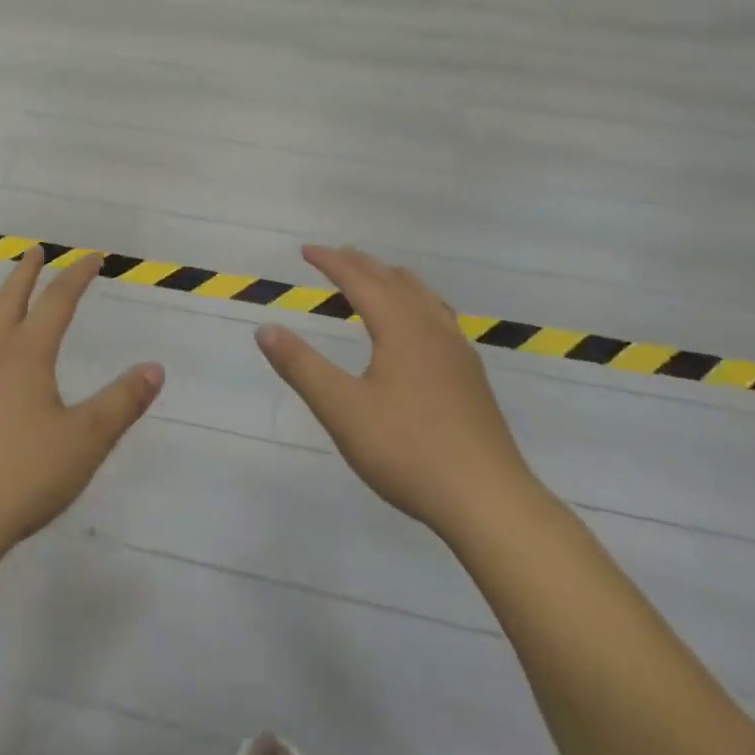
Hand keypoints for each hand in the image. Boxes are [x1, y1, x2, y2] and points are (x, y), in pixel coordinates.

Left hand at [0, 250, 163, 560]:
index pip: (58, 303)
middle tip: (34, 252)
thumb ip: (123, 401)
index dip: (76, 277)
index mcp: (29, 356)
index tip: (92, 258)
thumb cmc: (25, 475)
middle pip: (9, 304)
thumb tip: (155, 368)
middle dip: (25, 275)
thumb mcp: (87, 439)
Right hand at [256, 245, 537, 542]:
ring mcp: (458, 353)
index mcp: (401, 328)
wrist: (489, 502)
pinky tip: (418, 327)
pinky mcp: (471, 378)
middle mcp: (432, 329)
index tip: (306, 251)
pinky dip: (416, 302)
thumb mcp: (342, 410)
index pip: (360, 280)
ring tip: (376, 278)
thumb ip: (301, 366)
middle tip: (336, 256)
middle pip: (394, 281)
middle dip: (361, 265)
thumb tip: (265, 329)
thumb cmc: (408, 451)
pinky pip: (439, 317)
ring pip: (423, 297)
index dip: (332, 263)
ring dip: (392, 280)